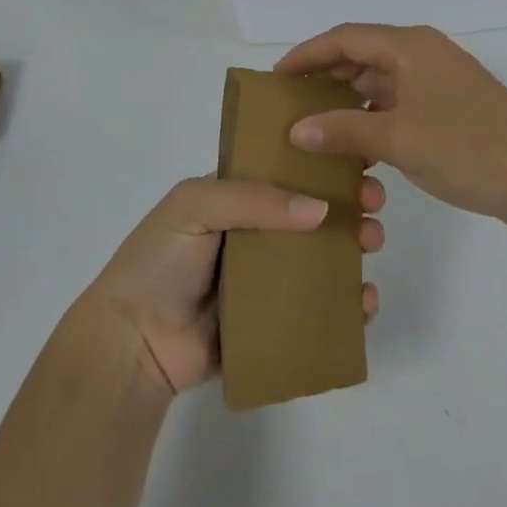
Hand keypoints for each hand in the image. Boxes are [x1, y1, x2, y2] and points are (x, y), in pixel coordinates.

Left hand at [82, 174, 385, 396]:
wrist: (132, 342)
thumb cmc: (159, 261)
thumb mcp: (196, 205)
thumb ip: (256, 199)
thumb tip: (321, 210)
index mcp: (235, 197)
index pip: (287, 172)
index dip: (323, 166)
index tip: (358, 164)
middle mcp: (255, 233)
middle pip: (312, 214)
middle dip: (348, 205)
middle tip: (374, 205)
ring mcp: (266, 280)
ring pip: (322, 259)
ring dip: (353, 249)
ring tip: (371, 245)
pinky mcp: (274, 322)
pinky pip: (318, 309)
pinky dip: (347, 304)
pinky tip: (365, 300)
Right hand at [276, 24, 506, 230]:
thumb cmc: (469, 148)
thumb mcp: (400, 139)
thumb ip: (345, 130)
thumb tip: (297, 130)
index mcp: (410, 46)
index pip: (345, 37)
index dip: (307, 54)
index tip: (275, 77)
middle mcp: (423, 54)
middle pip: (361, 56)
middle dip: (324, 77)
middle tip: (288, 104)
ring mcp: (439, 82)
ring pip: (380, 83)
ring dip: (348, 101)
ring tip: (313, 127)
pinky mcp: (450, 109)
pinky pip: (398, 104)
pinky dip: (373, 119)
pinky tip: (355, 148)